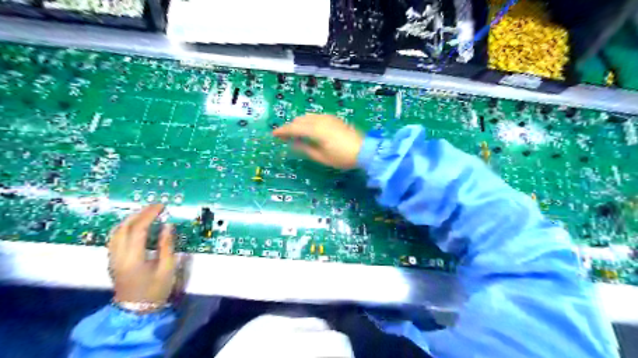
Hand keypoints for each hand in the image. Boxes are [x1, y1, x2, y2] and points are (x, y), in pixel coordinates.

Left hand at [108, 204, 174, 304]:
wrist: (136, 310)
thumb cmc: (155, 290)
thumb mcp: (167, 268)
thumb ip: (167, 245)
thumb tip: (168, 225)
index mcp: (133, 258)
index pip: (138, 229)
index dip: (149, 215)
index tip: (162, 206)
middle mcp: (118, 256)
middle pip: (123, 227)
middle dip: (140, 213)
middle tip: (155, 206)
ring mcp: (112, 258)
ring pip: (116, 231)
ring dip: (131, 219)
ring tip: (146, 213)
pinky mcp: (112, 260)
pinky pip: (115, 238)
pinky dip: (125, 227)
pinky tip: (135, 225)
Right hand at [272, 115, 362, 168]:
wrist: (365, 150)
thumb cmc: (342, 157)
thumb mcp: (322, 157)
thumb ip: (306, 149)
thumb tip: (294, 144)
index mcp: (316, 131)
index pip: (294, 128)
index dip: (282, 131)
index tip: (273, 134)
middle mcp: (320, 120)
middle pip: (299, 120)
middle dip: (289, 127)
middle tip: (283, 136)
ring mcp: (328, 118)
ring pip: (307, 117)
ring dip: (298, 123)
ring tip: (294, 133)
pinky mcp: (334, 119)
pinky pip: (316, 116)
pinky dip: (308, 121)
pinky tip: (309, 128)